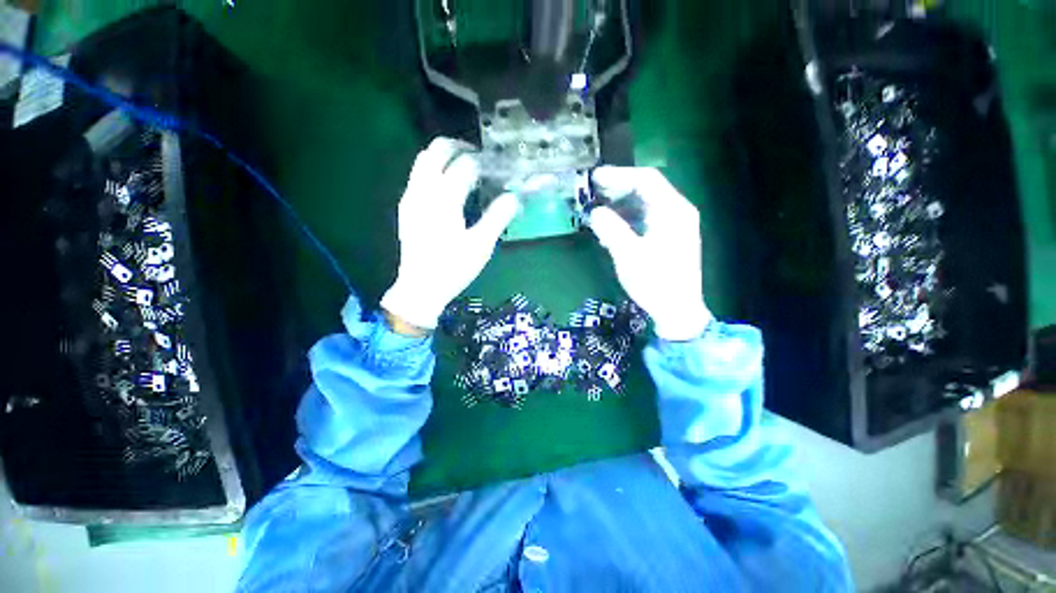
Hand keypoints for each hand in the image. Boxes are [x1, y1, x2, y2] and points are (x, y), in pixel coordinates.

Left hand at [381, 138, 519, 330]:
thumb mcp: (482, 245)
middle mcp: (423, 190)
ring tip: (464, 168)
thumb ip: (498, 216)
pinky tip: (447, 187)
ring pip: (423, 160)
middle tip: (479, 157)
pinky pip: (418, 175)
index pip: (466, 165)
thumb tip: (515, 196)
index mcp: (444, 198)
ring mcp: (411, 197)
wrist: (420, 288)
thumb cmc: (453, 268)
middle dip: (459, 146)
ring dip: (444, 156)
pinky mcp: (406, 207)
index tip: (498, 168)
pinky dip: (434, 169)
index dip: (485, 162)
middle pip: (437, 150)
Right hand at [588, 166, 711, 341]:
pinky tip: (613, 225)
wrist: (677, 310)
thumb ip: (611, 229)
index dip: (619, 175)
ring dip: (622, 203)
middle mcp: (678, 211)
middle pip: (647, 188)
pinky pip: (647, 217)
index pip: (646, 179)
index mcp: (673, 211)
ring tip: (599, 207)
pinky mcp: (670, 237)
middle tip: (593, 191)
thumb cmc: (655, 282)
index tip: (595, 178)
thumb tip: (596, 212)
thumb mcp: (629, 255)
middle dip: (619, 187)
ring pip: (646, 203)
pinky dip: (628, 217)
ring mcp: (675, 225)